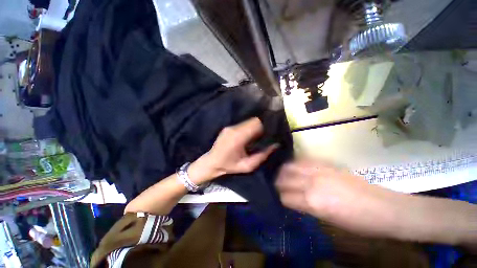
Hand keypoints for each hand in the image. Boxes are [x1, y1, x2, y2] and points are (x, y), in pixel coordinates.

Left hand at [190, 117, 278, 183]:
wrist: (211, 162)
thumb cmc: (229, 166)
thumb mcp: (247, 166)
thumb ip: (262, 156)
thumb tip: (275, 145)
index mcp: (238, 138)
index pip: (256, 124)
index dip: (265, 126)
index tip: (271, 132)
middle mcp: (234, 129)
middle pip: (253, 120)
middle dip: (261, 126)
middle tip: (265, 134)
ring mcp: (230, 127)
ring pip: (248, 121)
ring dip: (255, 127)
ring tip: (258, 135)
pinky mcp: (228, 127)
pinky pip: (242, 124)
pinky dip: (249, 128)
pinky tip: (249, 135)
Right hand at [275, 160, 395, 234]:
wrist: (384, 208)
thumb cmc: (358, 223)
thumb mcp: (328, 220)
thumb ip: (306, 207)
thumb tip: (293, 200)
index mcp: (312, 202)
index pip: (285, 197)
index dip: (279, 198)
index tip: (276, 197)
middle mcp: (311, 183)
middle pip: (284, 179)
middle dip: (277, 183)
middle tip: (274, 184)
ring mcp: (318, 170)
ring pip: (290, 166)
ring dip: (282, 171)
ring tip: (279, 173)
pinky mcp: (325, 164)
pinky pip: (302, 161)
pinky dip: (294, 163)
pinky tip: (292, 166)